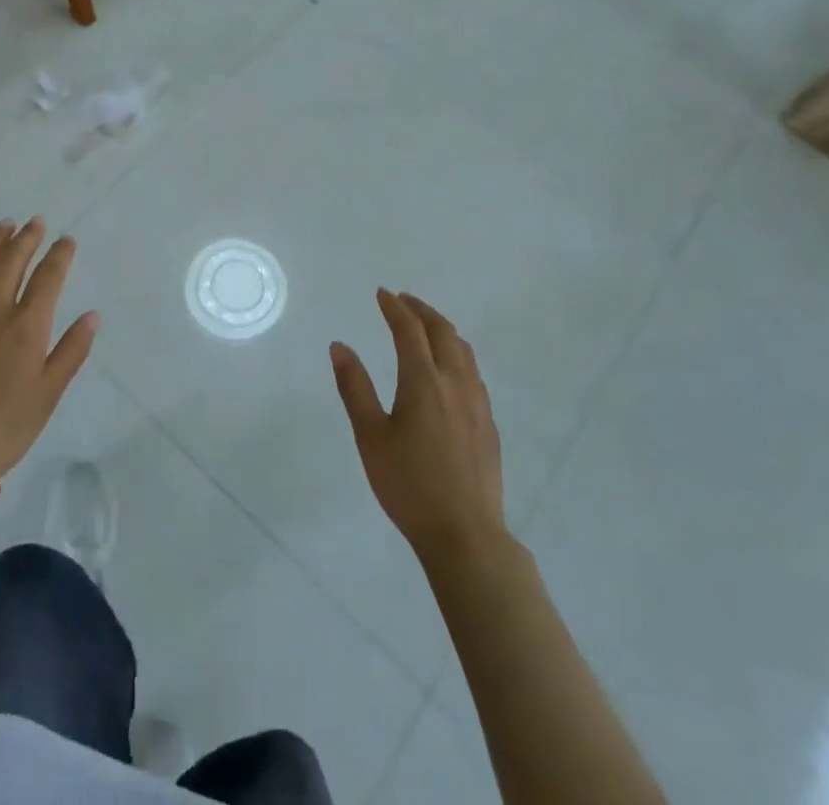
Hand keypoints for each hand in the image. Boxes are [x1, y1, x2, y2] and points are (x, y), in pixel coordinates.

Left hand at [0, 219, 98, 479]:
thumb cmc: (5, 426)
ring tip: (5, 226)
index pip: (48, 276)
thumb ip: (71, 350)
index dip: (59, 255)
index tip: (67, 241)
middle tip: (36, 223)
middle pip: (12, 260)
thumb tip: (92, 315)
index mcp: (26, 326)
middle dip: (27, 238)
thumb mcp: (49, 393)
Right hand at [331, 289, 504, 561]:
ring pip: (463, 350)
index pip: (409, 330)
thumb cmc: (409, 485)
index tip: (382, 293)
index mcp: (423, 381)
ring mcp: (477, 402)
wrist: (465, 534)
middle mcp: (454, 382)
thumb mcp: (370, 436)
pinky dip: (457, 353)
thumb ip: (354, 387)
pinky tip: (449, 369)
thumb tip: (339, 346)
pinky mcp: (488, 423)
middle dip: (421, 310)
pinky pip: (473, 372)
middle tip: (402, 301)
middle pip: (442, 331)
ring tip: (425, 327)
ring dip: (442, 329)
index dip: (395, 308)